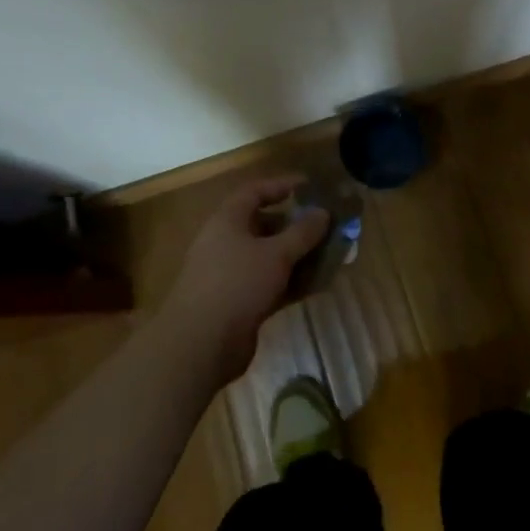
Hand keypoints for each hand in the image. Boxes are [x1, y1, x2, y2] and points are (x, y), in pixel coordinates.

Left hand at [160, 175, 328, 384]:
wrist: (200, 344)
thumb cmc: (237, 284)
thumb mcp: (276, 254)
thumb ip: (302, 232)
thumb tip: (323, 212)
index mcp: (228, 221)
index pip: (255, 191)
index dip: (281, 185)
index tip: (310, 187)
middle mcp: (226, 243)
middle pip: (264, 225)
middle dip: (295, 226)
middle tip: (325, 226)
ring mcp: (231, 275)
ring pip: (269, 257)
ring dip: (297, 256)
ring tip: (329, 255)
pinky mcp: (238, 303)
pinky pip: (270, 284)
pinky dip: (291, 282)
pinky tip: (317, 285)